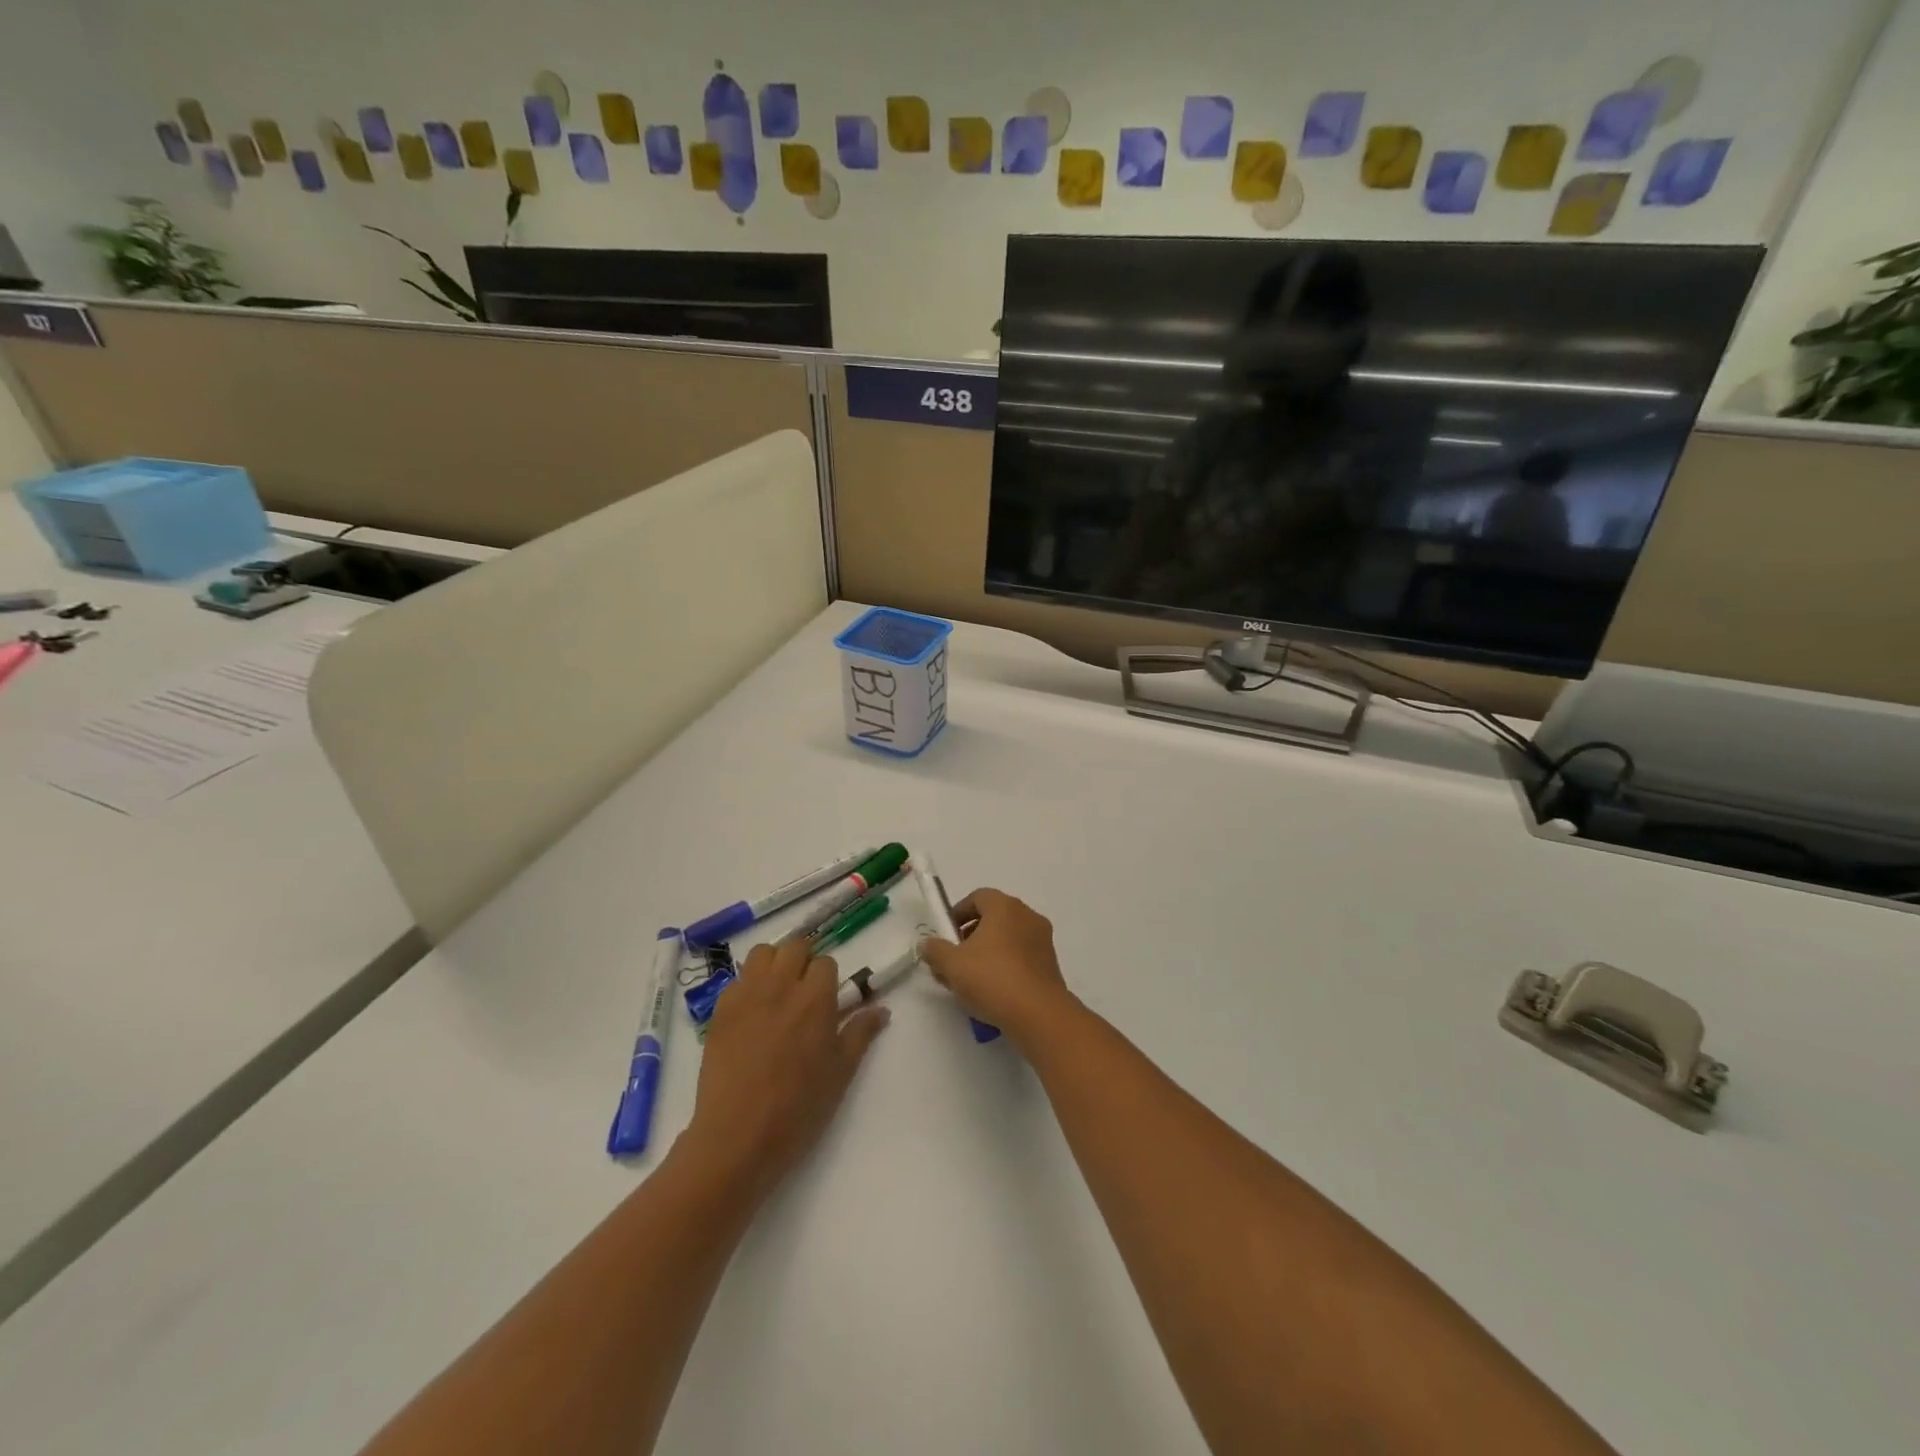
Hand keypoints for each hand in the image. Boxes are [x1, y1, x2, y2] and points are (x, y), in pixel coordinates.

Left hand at [683, 941, 888, 1198]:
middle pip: (794, 946)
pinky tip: (750, 1014)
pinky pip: (736, 980)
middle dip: (803, 960)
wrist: (737, 1137)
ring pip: (762, 953)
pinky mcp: (719, 1011)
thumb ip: (861, 1033)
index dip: (828, 979)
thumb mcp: (840, 1072)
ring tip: (776, 993)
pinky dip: (747, 986)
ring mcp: (746, 995)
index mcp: (815, 998)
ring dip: (773, 964)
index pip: (826, 962)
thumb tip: (882, 1009)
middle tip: (804, 991)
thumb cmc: (798, 1107)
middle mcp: (781, 985)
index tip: (827, 1000)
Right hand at [920, 888, 1077, 1051]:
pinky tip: (992, 993)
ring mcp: (1043, 940)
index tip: (945, 936)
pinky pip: (1021, 957)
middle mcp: (1027, 916)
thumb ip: (935, 950)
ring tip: (969, 982)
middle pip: (993, 918)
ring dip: (987, 954)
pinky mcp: (1050, 965)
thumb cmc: (992, 979)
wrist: (1038, 1014)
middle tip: (954, 960)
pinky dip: (1005, 967)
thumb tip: (928, 944)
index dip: (957, 914)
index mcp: (1005, 906)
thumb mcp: (951, 964)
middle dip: (970, 937)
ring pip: (1007, 940)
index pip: (978, 897)